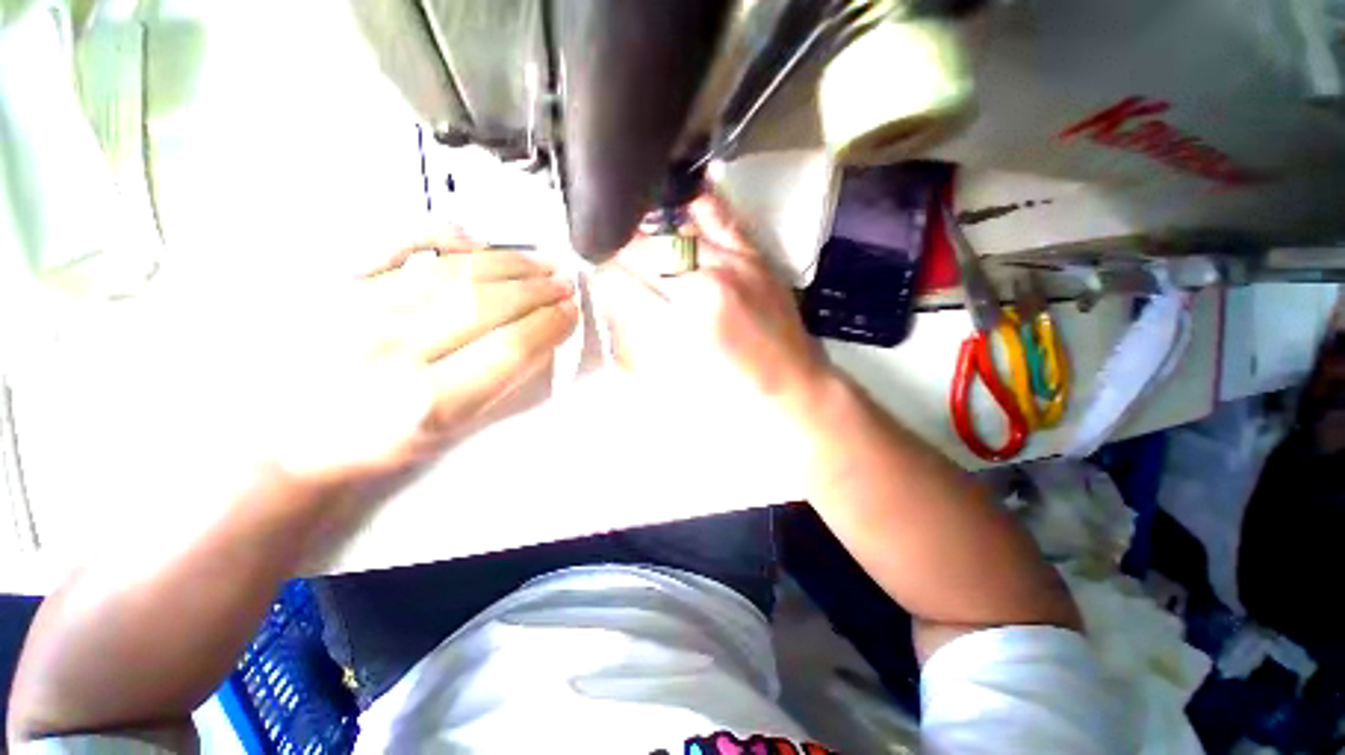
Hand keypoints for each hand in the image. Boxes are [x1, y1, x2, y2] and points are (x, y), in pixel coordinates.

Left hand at [255, 240, 577, 484]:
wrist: (289, 432)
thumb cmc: (378, 441)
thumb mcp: (448, 431)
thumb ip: (498, 384)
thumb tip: (539, 337)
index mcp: (423, 402)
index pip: (509, 349)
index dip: (549, 326)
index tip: (571, 313)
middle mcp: (388, 350)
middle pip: (485, 304)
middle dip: (538, 291)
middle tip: (564, 283)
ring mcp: (354, 308)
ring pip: (453, 272)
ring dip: (509, 264)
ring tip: (541, 263)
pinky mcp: (331, 282)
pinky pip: (397, 244)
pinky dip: (442, 235)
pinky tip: (476, 241)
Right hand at [593, 193, 832, 421]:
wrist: (791, 384)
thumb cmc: (732, 391)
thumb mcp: (679, 373)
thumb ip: (645, 333)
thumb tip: (619, 298)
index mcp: (682, 323)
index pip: (626, 284)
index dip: (605, 275)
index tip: (597, 271)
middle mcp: (704, 284)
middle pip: (647, 252)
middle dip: (621, 251)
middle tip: (612, 253)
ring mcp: (732, 264)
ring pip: (675, 231)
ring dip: (649, 231)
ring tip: (636, 229)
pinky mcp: (753, 256)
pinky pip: (719, 216)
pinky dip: (693, 204)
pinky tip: (677, 198)